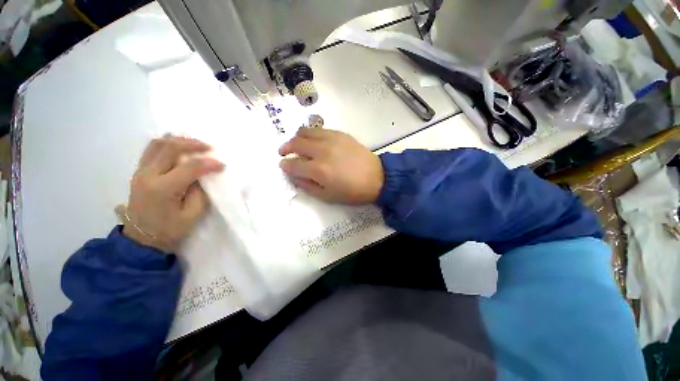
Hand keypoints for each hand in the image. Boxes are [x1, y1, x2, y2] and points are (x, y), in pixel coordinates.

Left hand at [122, 136, 223, 252]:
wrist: (142, 238)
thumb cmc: (170, 229)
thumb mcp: (193, 214)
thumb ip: (200, 192)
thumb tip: (204, 176)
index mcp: (163, 189)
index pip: (190, 167)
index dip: (209, 163)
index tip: (222, 165)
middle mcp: (148, 176)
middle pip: (170, 148)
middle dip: (193, 144)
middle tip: (209, 148)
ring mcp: (140, 172)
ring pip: (157, 144)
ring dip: (178, 140)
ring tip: (194, 143)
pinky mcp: (139, 172)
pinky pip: (151, 150)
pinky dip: (166, 143)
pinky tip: (178, 145)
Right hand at [279, 129, 383, 203]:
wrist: (377, 178)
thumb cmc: (352, 192)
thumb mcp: (327, 196)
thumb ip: (307, 186)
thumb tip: (295, 177)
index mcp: (318, 170)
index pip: (293, 164)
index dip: (285, 165)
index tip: (283, 166)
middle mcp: (322, 150)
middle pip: (296, 143)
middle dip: (285, 147)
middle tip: (284, 152)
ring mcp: (332, 139)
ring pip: (306, 131)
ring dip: (297, 138)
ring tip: (297, 144)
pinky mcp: (341, 134)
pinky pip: (320, 129)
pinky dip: (312, 134)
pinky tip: (314, 141)